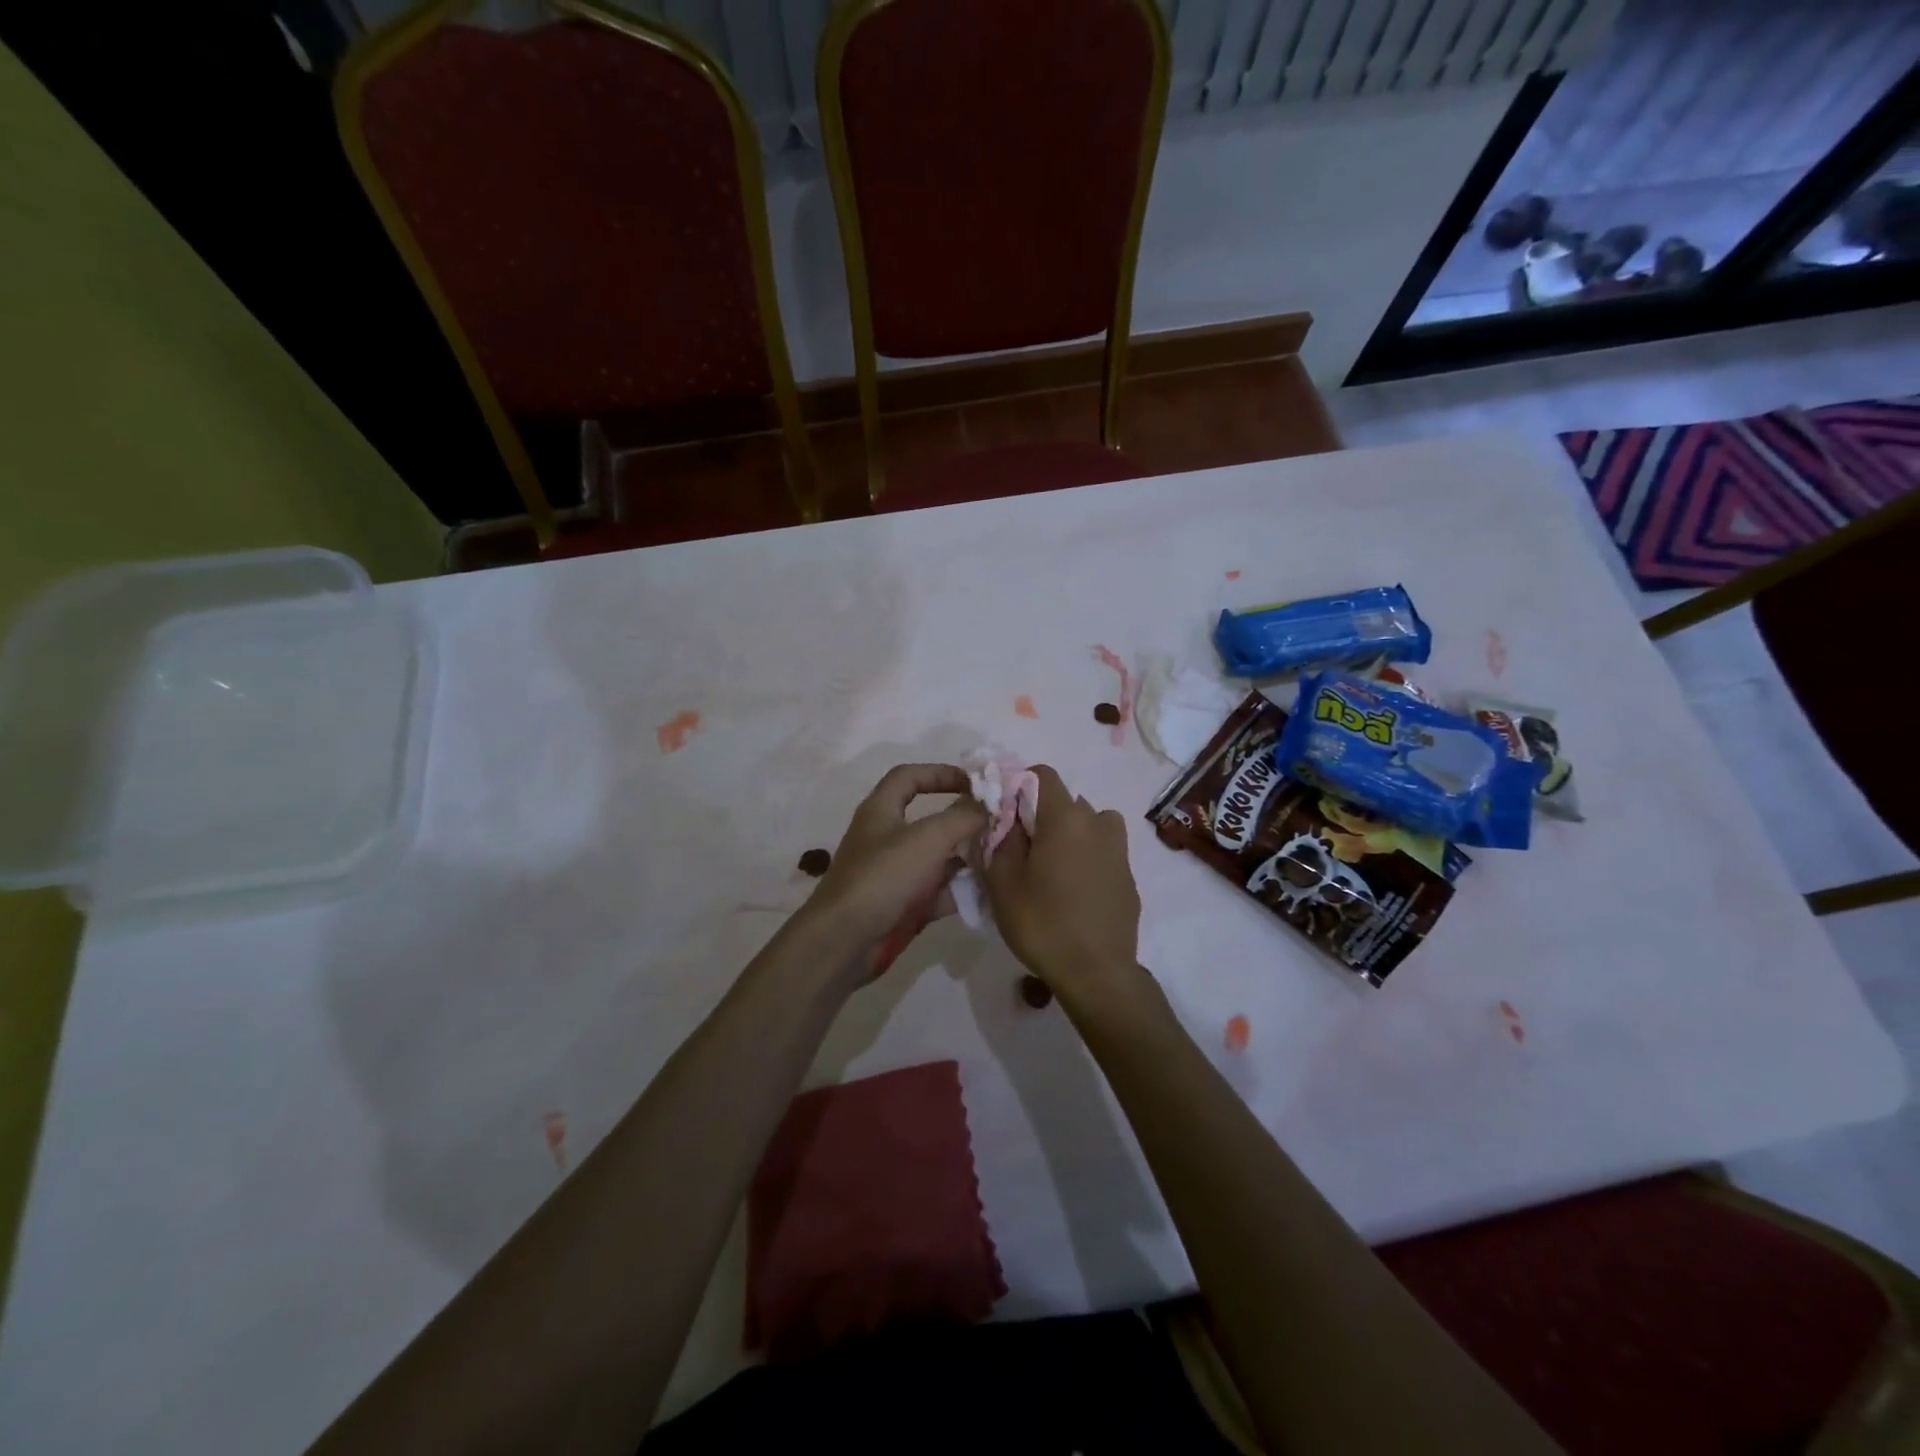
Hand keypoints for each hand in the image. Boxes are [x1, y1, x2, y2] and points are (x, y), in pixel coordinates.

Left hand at [806, 764, 986, 980]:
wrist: (846, 941)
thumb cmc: (883, 877)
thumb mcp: (928, 838)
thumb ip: (962, 817)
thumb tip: (988, 803)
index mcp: (881, 810)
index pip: (909, 777)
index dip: (941, 773)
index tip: (975, 782)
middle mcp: (887, 838)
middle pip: (930, 820)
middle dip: (964, 820)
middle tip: (999, 823)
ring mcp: (895, 874)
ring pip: (938, 858)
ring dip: (968, 856)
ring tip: (1003, 855)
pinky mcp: (904, 905)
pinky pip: (939, 891)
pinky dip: (962, 890)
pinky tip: (992, 890)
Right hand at [985, 765, 1142, 1005]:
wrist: (1096, 972)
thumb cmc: (1042, 923)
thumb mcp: (1002, 883)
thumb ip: (1001, 840)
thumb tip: (1007, 820)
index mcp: (1064, 818)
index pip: (1043, 774)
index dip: (1021, 784)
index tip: (1006, 812)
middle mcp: (1097, 823)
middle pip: (1067, 801)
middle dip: (1043, 815)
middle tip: (1023, 848)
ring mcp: (1119, 850)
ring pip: (1091, 824)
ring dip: (1071, 834)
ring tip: (1053, 867)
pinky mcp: (1128, 876)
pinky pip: (1104, 851)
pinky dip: (1088, 858)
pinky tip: (1075, 891)